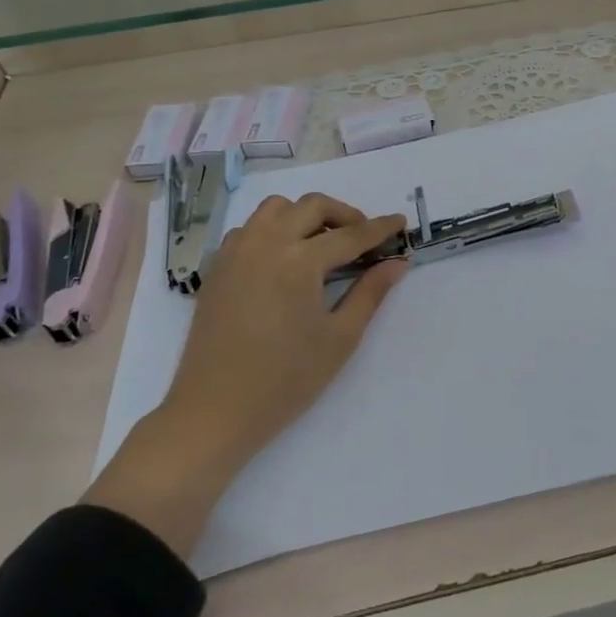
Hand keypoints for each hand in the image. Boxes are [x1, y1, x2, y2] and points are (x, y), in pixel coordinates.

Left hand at [84, 194, 407, 555]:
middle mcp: (266, 243)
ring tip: (323, 243)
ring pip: (276, 208)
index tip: (400, 223)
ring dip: (305, 215)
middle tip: (364, 237)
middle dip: (344, 214)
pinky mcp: (218, 266)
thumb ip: (371, 293)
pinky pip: (250, 228)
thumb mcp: (340, 338)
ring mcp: (236, 252)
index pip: (350, 235)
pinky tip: (284, 259)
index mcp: (300, 261)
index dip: (380, 228)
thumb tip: (398, 263)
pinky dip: (274, 229)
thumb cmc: (285, 380)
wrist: (215, 411)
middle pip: (312, 206)